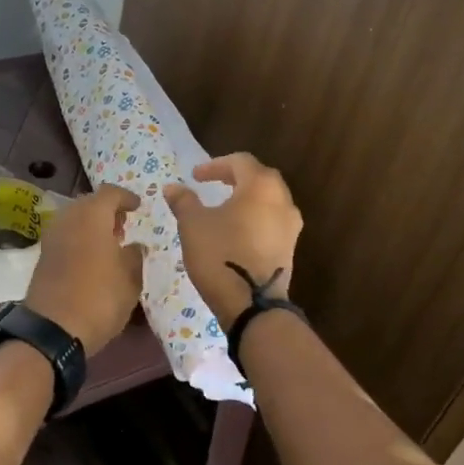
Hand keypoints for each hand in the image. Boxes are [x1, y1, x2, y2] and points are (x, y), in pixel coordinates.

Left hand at [23, 184, 145, 355]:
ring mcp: (51, 237)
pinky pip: (66, 237)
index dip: (126, 198)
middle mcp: (68, 219)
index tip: (138, 208)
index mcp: (91, 216)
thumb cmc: (100, 298)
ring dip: (92, 226)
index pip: (110, 193)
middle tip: (124, 226)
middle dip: (107, 211)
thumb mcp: (130, 279)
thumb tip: (135, 246)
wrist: (53, 329)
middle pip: (89, 204)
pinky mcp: (43, 256)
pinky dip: (80, 239)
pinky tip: (92, 259)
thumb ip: (135, 256)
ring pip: (75, 220)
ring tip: (110, 244)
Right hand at [163, 153, 303, 329]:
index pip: (240, 161)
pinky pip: (271, 221)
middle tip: (213, 184)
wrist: (252, 303)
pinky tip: (236, 231)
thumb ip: (184, 201)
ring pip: (268, 200)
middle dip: (234, 178)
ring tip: (224, 207)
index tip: (195, 176)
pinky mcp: (290, 247)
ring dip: (246, 198)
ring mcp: (291, 225)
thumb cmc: (220, 254)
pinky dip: (254, 217)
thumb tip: (173, 187)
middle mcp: (283, 200)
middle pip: (259, 177)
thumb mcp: (193, 224)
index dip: (215, 165)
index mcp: (261, 186)